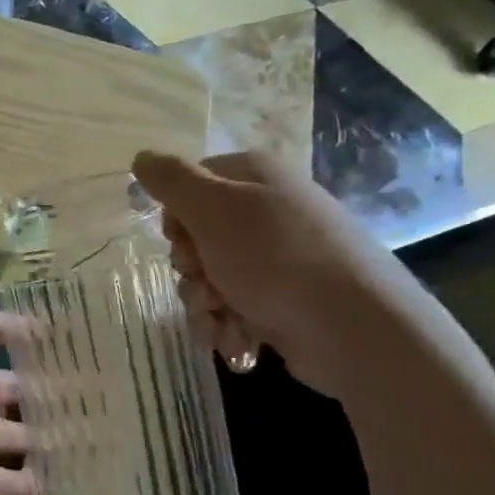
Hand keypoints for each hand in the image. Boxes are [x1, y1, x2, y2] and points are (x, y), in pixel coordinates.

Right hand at [131, 150, 430, 398]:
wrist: (353, 329)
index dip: (175, 214)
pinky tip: (237, 337)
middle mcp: (268, 213)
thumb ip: (172, 181)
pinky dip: (226, 325)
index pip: (190, 184)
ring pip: (209, 278)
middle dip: (189, 267)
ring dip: (203, 302)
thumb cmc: (275, 259)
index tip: (179, 237)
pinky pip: (232, 308)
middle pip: (195, 237)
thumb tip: (141, 157)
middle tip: (203, 278)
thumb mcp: (213, 209)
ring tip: (221, 316)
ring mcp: (277, 260)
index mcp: (256, 178)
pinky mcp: (282, 301)